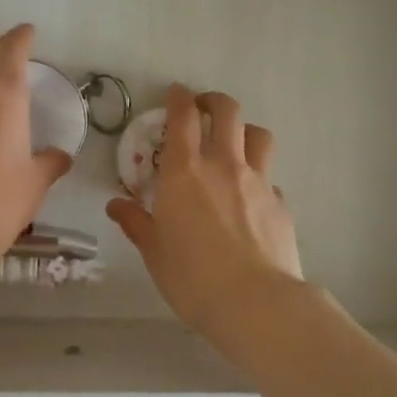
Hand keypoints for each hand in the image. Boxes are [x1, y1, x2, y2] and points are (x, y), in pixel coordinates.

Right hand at [107, 84, 304, 337]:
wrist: (254, 303)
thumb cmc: (192, 277)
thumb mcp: (154, 251)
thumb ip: (136, 222)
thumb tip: (116, 205)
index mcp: (185, 171)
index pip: (183, 117)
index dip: (179, 99)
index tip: (176, 93)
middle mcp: (223, 165)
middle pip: (227, 112)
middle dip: (214, 102)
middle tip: (204, 110)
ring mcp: (258, 181)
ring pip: (258, 135)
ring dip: (244, 131)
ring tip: (235, 144)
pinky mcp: (281, 203)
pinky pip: (270, 178)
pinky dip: (259, 178)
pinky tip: (251, 199)